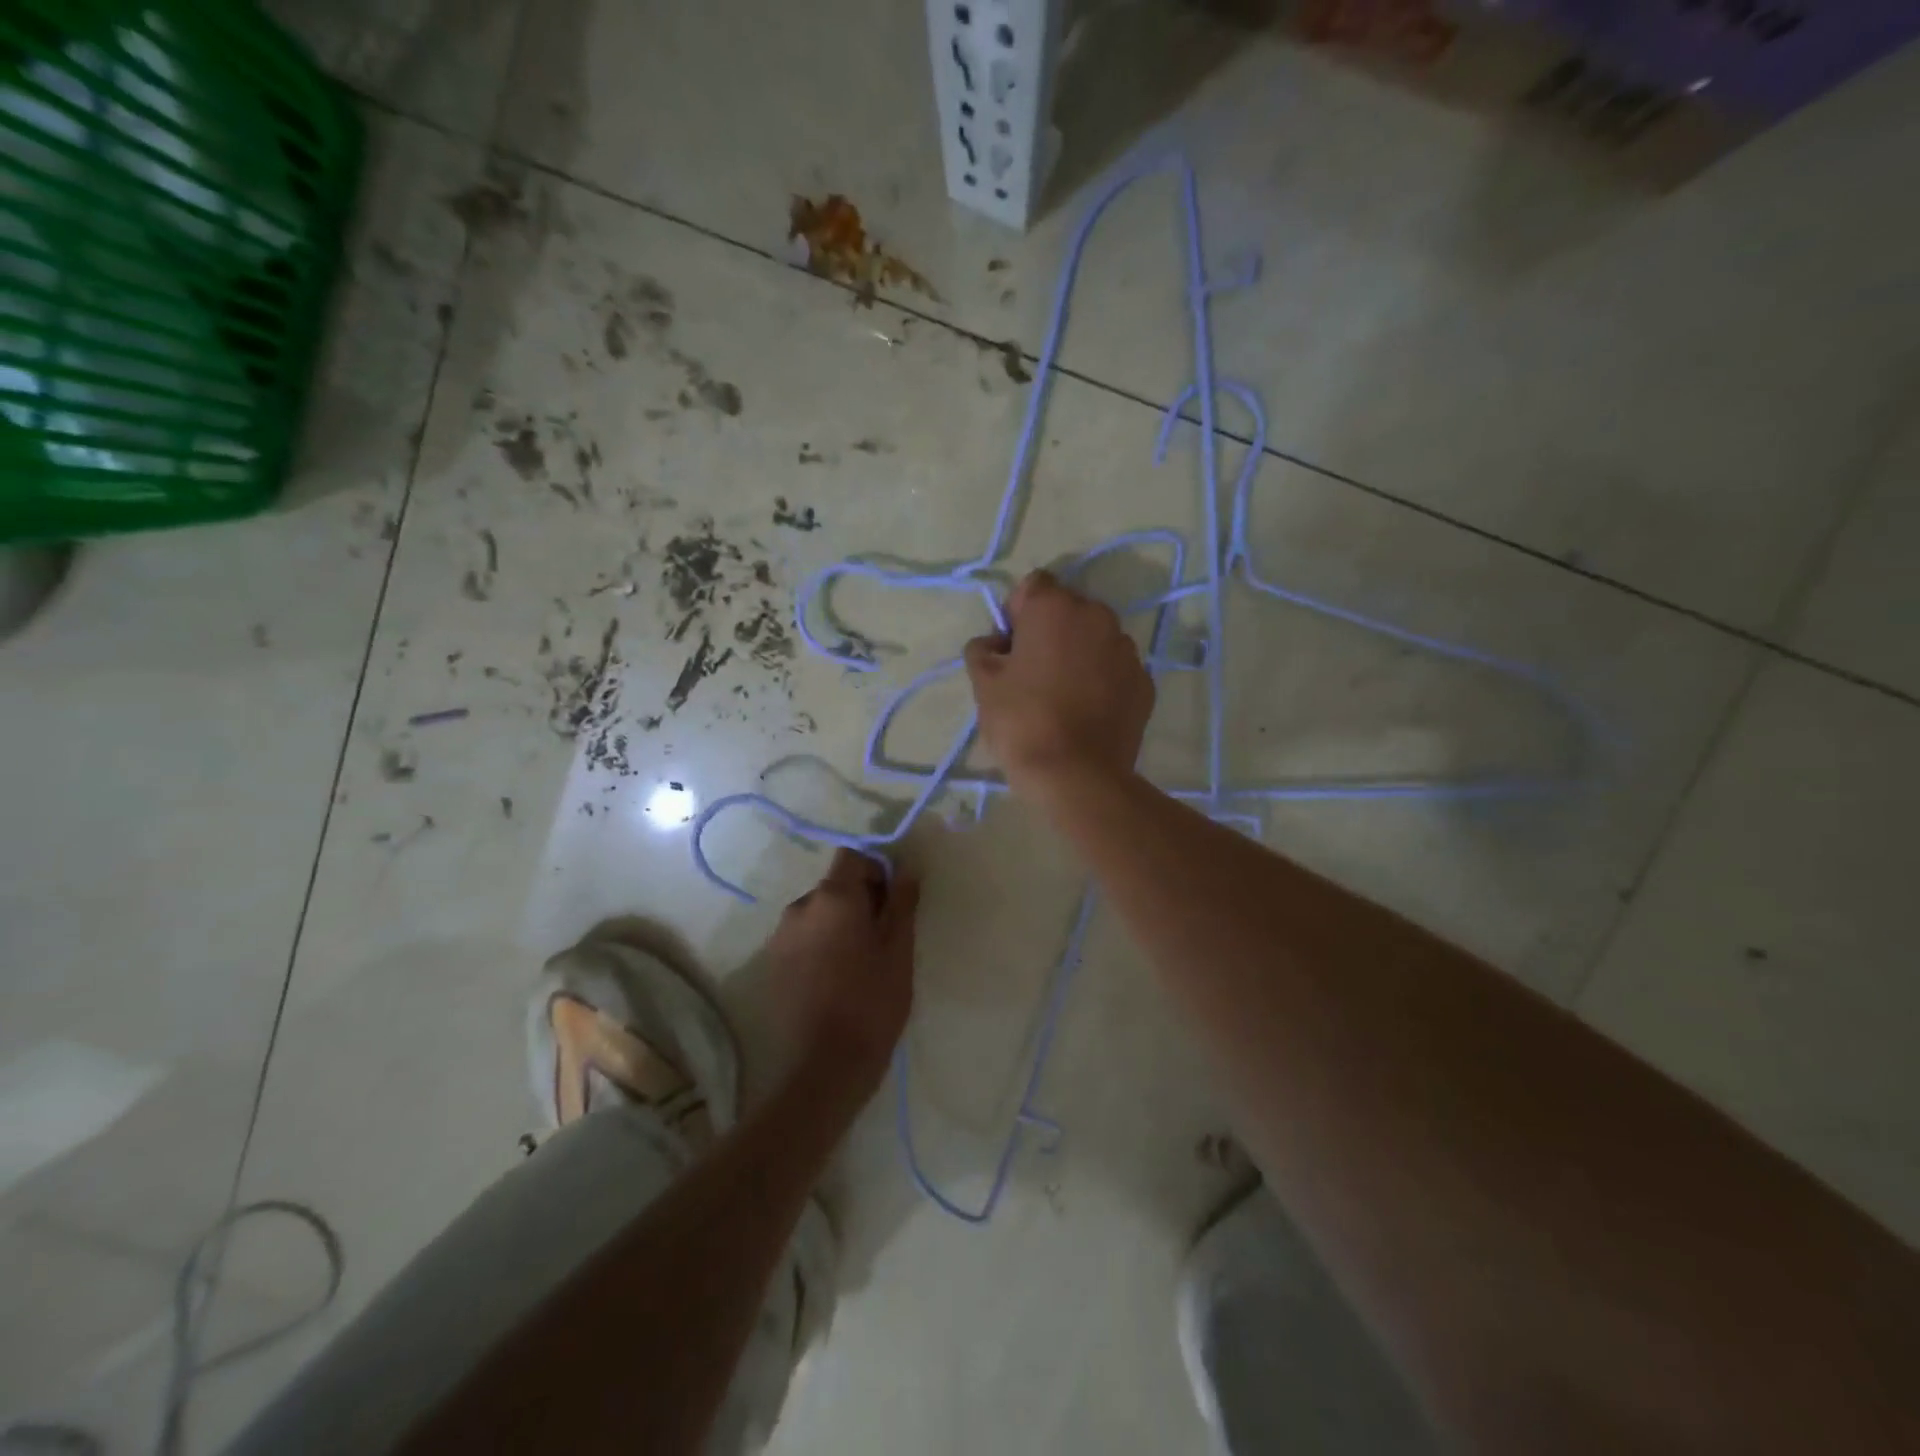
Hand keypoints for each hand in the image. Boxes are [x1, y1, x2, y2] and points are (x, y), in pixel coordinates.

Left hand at [763, 848, 919, 1087]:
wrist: (825, 1066)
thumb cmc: (872, 1002)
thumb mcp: (899, 950)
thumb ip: (902, 903)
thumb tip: (906, 870)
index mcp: (833, 897)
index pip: (853, 857)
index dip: (877, 870)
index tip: (894, 901)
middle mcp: (800, 907)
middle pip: (834, 885)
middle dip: (860, 900)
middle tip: (884, 936)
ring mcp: (781, 936)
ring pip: (818, 913)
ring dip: (840, 924)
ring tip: (860, 962)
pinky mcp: (772, 965)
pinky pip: (803, 938)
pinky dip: (821, 945)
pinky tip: (837, 979)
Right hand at [963, 570, 1153, 793]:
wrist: (1077, 776)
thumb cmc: (1022, 722)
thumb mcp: (984, 684)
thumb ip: (983, 650)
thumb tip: (995, 644)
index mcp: (1056, 608)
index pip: (1033, 585)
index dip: (1016, 613)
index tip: (1009, 648)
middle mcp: (1098, 617)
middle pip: (1068, 611)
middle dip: (1049, 632)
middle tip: (1032, 673)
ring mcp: (1127, 650)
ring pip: (1095, 639)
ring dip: (1078, 654)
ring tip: (1062, 696)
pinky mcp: (1145, 683)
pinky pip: (1115, 669)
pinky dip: (1102, 680)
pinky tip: (1086, 712)